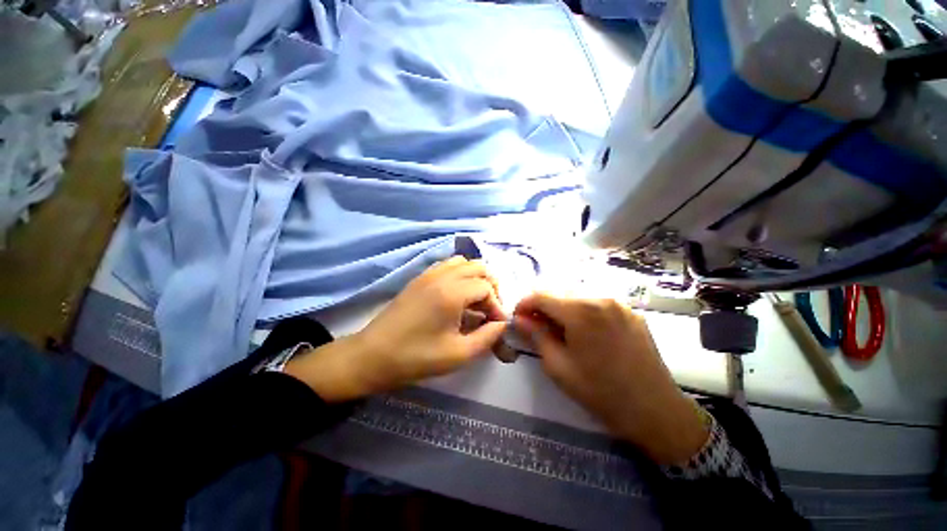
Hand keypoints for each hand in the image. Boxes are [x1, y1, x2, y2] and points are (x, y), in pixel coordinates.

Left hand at [285, 256, 507, 401]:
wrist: (372, 355)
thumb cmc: (416, 357)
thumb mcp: (458, 354)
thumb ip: (487, 337)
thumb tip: (502, 324)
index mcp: (452, 292)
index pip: (487, 288)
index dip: (497, 306)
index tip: (495, 325)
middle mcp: (442, 275)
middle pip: (478, 267)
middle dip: (490, 286)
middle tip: (489, 310)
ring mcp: (428, 274)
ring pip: (463, 262)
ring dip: (475, 278)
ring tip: (475, 301)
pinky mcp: (419, 278)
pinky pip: (447, 266)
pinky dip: (460, 274)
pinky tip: (457, 296)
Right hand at [514, 293, 708, 464]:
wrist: (655, 411)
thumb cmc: (600, 392)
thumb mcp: (558, 366)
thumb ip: (536, 336)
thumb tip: (519, 319)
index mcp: (580, 310)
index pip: (541, 295)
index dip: (524, 304)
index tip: (518, 318)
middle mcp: (600, 297)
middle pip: (559, 292)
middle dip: (542, 306)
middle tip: (536, 326)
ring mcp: (619, 303)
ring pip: (578, 296)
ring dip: (562, 308)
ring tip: (558, 329)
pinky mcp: (631, 311)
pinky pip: (597, 303)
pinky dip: (582, 311)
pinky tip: (584, 331)